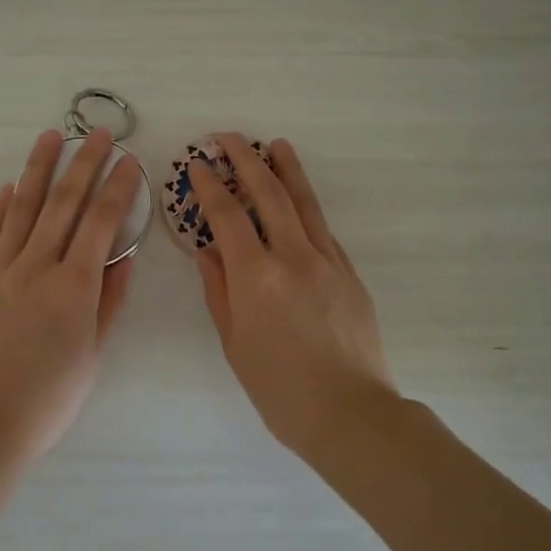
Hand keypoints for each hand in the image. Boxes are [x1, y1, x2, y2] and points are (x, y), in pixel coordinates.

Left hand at [0, 128, 141, 461]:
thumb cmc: (50, 398)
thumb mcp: (93, 354)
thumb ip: (109, 302)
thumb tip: (125, 257)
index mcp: (74, 287)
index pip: (101, 223)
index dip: (118, 188)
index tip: (130, 161)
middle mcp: (37, 268)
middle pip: (63, 203)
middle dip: (83, 163)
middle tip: (95, 134)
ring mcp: (0, 272)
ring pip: (22, 209)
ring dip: (38, 169)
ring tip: (50, 137)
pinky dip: (0, 208)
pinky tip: (9, 186)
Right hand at [187, 135, 398, 453]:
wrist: (351, 413)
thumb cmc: (280, 388)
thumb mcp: (235, 343)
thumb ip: (219, 290)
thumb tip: (207, 250)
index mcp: (257, 276)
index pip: (228, 215)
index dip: (210, 185)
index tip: (199, 163)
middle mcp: (293, 257)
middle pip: (268, 194)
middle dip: (246, 160)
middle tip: (228, 137)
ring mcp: (327, 261)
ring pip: (304, 202)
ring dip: (286, 169)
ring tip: (275, 144)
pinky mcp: (349, 272)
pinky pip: (322, 228)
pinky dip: (306, 205)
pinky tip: (298, 199)